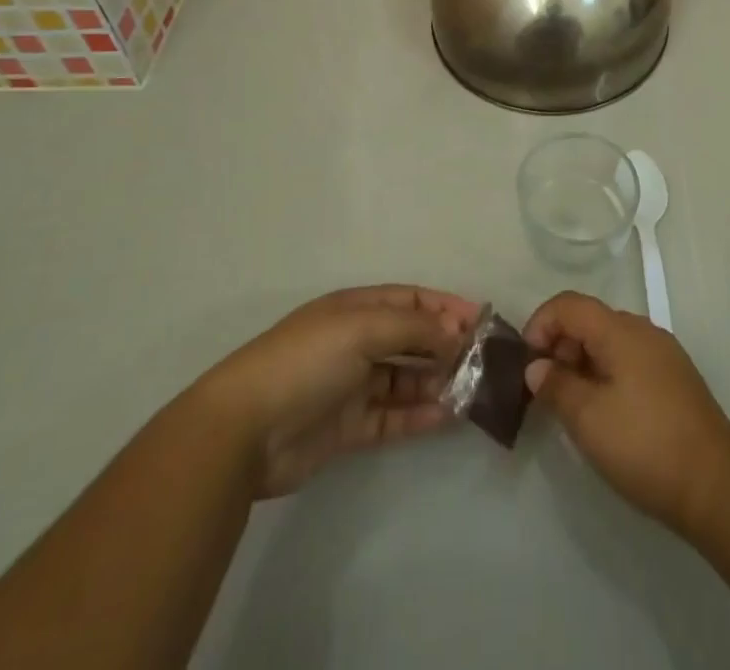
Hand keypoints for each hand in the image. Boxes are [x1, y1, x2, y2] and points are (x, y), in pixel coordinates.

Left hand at [202, 285, 479, 497]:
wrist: (246, 429)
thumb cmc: (307, 360)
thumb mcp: (363, 328)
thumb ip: (414, 328)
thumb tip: (456, 334)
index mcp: (355, 309)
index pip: (410, 299)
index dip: (445, 306)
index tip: (481, 320)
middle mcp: (356, 342)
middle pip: (410, 339)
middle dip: (445, 345)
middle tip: (483, 361)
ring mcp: (351, 386)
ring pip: (405, 379)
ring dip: (436, 381)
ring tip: (472, 390)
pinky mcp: (348, 428)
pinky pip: (393, 417)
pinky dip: (419, 415)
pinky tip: (447, 416)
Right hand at [523, 292, 729, 532]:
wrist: (716, 484)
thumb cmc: (644, 445)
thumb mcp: (588, 418)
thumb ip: (556, 386)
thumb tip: (537, 367)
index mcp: (620, 330)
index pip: (569, 304)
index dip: (540, 324)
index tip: (527, 364)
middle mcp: (643, 330)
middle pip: (590, 320)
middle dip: (560, 347)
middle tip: (547, 391)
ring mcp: (663, 353)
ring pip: (610, 342)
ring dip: (583, 363)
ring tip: (573, 406)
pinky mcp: (675, 378)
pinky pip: (630, 360)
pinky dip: (607, 374)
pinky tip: (606, 413)